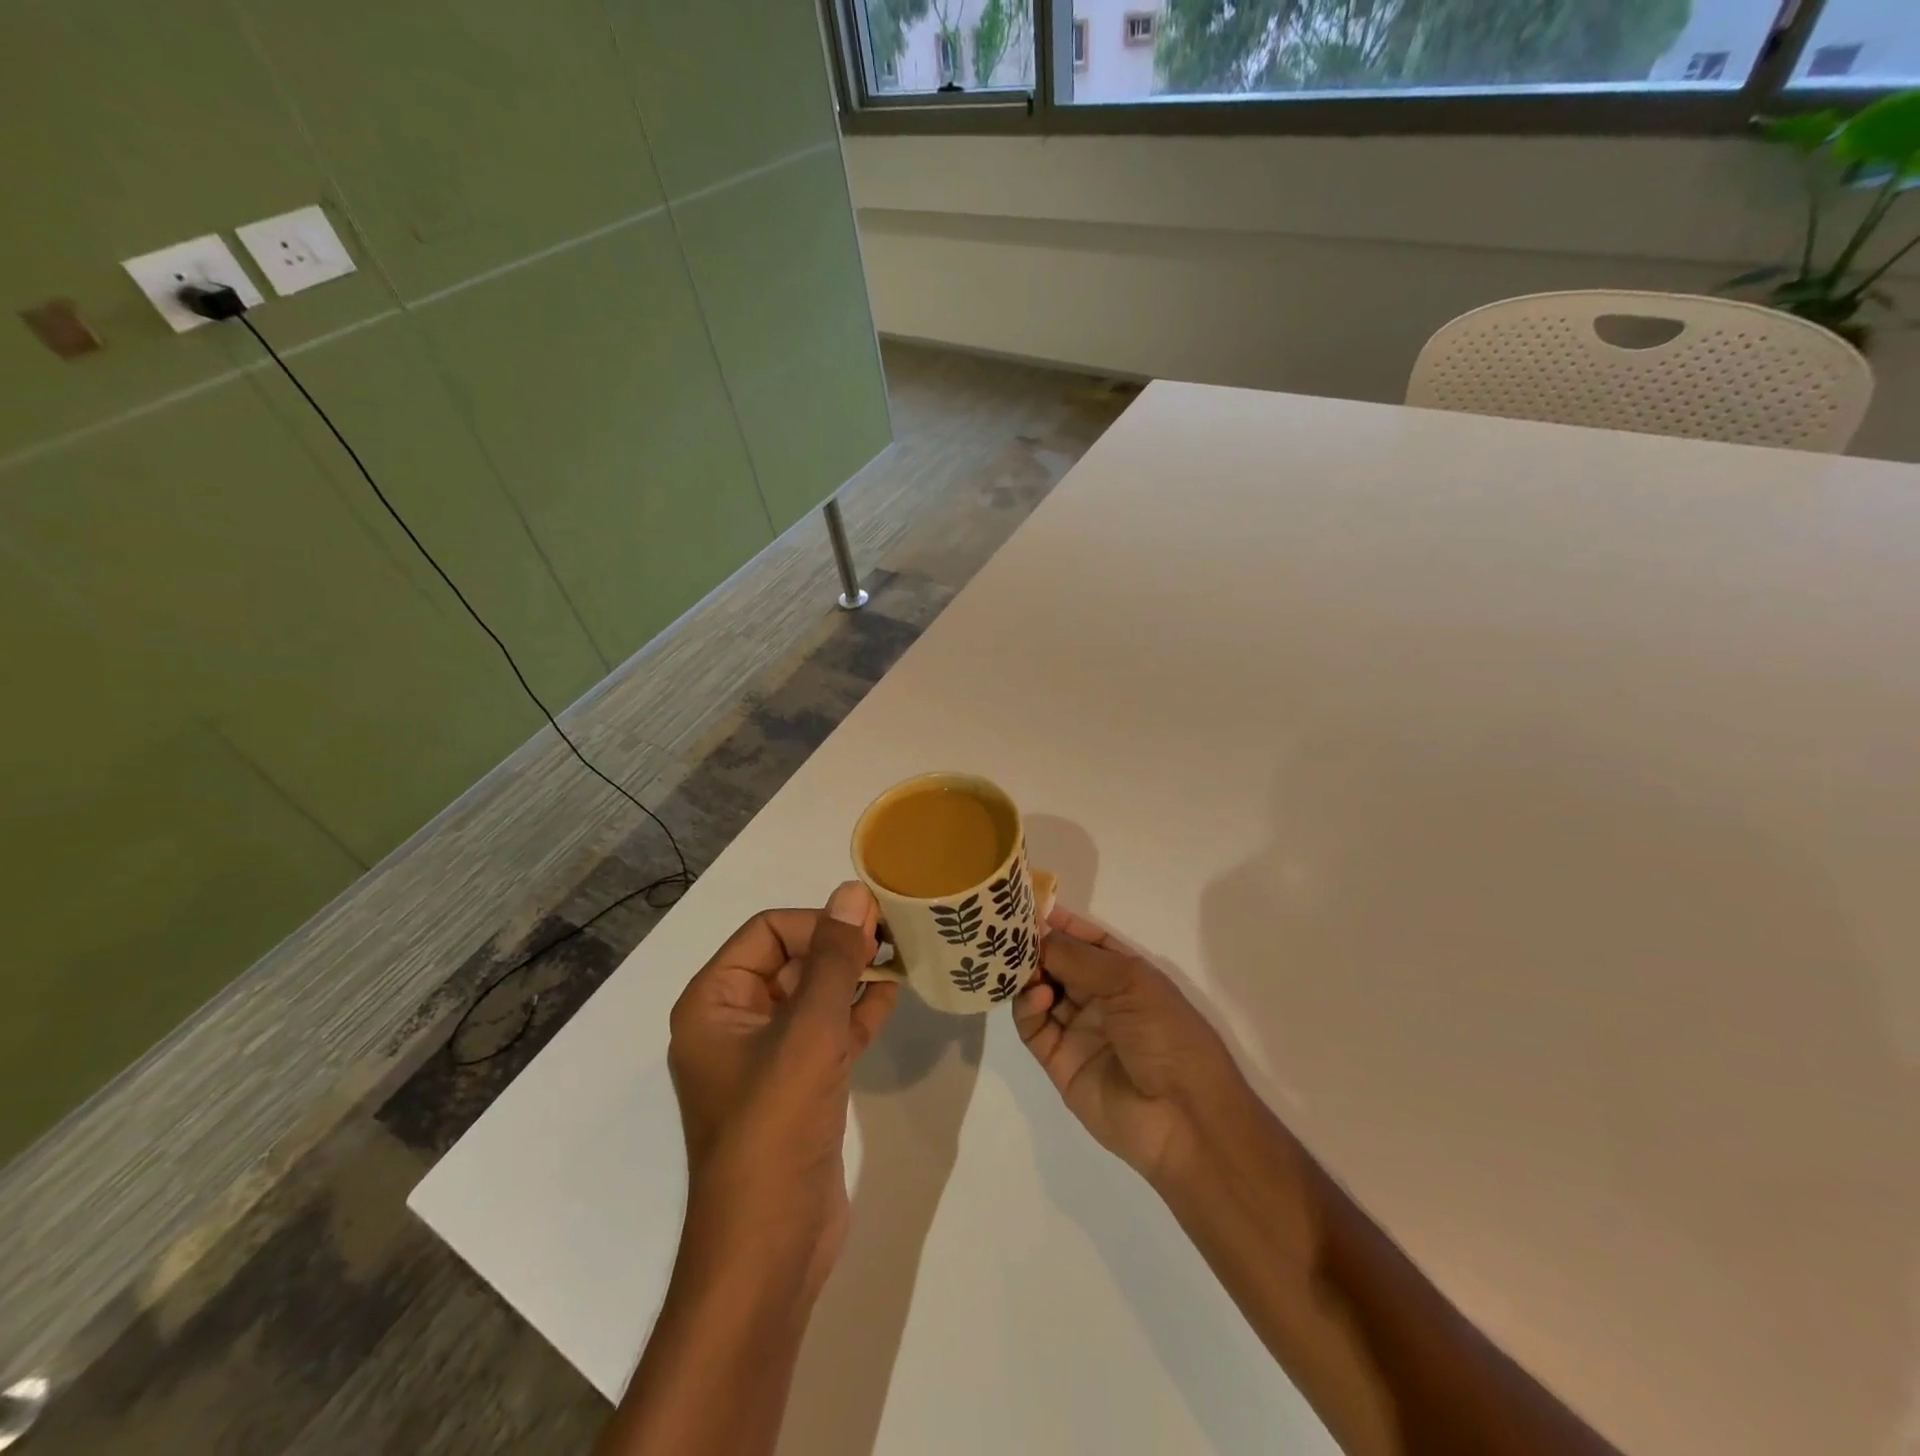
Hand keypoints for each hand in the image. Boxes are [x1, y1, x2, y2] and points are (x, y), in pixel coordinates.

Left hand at [667, 882, 897, 1296]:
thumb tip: (853, 892)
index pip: (768, 932)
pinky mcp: (797, 1085)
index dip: (819, 922)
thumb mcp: (808, 1031)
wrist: (769, 1248)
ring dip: (853, 976)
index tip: (871, 926)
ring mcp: (766, 1057)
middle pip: (791, 960)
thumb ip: (834, 958)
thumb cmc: (775, 1126)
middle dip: (840, 947)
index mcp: (714, 1001)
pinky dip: (856, 1012)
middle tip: (894, 939)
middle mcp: (734, 1021)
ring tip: (901, 960)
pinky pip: (826, 1032)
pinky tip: (892, 997)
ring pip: (813, 996)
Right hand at [1012, 906, 1254, 1185]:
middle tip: (1006, 933)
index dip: (1059, 921)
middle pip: (1058, 963)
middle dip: (1034, 946)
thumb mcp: (1130, 982)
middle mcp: (1099, 998)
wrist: (1182, 1118)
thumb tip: (1037, 934)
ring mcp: (1077, 1029)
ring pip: (1039, 991)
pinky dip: (1028, 1007)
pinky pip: (1033, 1026)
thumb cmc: (1167, 1035)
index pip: (1085, 938)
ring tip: (1016, 963)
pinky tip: (1038, 996)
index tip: (1025, 905)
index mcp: (1125, 973)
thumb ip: (1078, 957)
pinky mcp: (1058, 1061)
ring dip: (1027, 974)